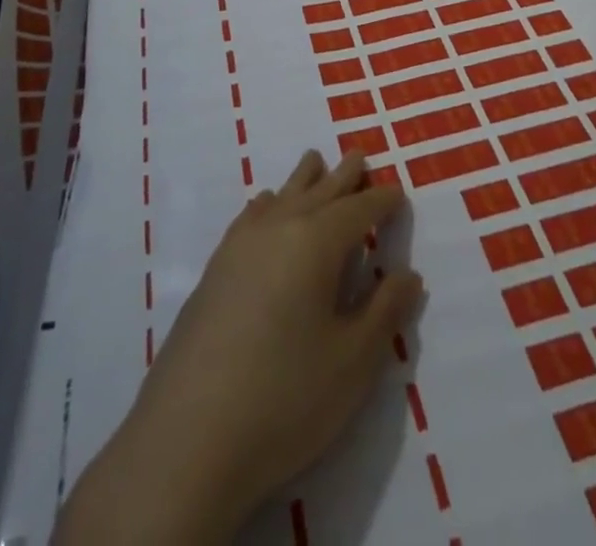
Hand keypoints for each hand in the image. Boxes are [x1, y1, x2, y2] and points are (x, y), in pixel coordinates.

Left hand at [55, 149, 422, 545]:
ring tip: (316, 162)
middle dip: (344, 176)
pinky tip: (266, 206)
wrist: (187, 438)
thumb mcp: (353, 362)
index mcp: (317, 241)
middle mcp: (279, 227)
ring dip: (305, 179)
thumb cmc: (285, 397)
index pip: (359, 210)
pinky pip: (250, 215)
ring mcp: (240, 245)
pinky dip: (269, 203)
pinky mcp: (214, 269)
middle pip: (319, 190)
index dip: (382, 200)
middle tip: (360, 156)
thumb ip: (384, 312)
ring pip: (282, 195)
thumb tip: (407, 274)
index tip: (398, 193)